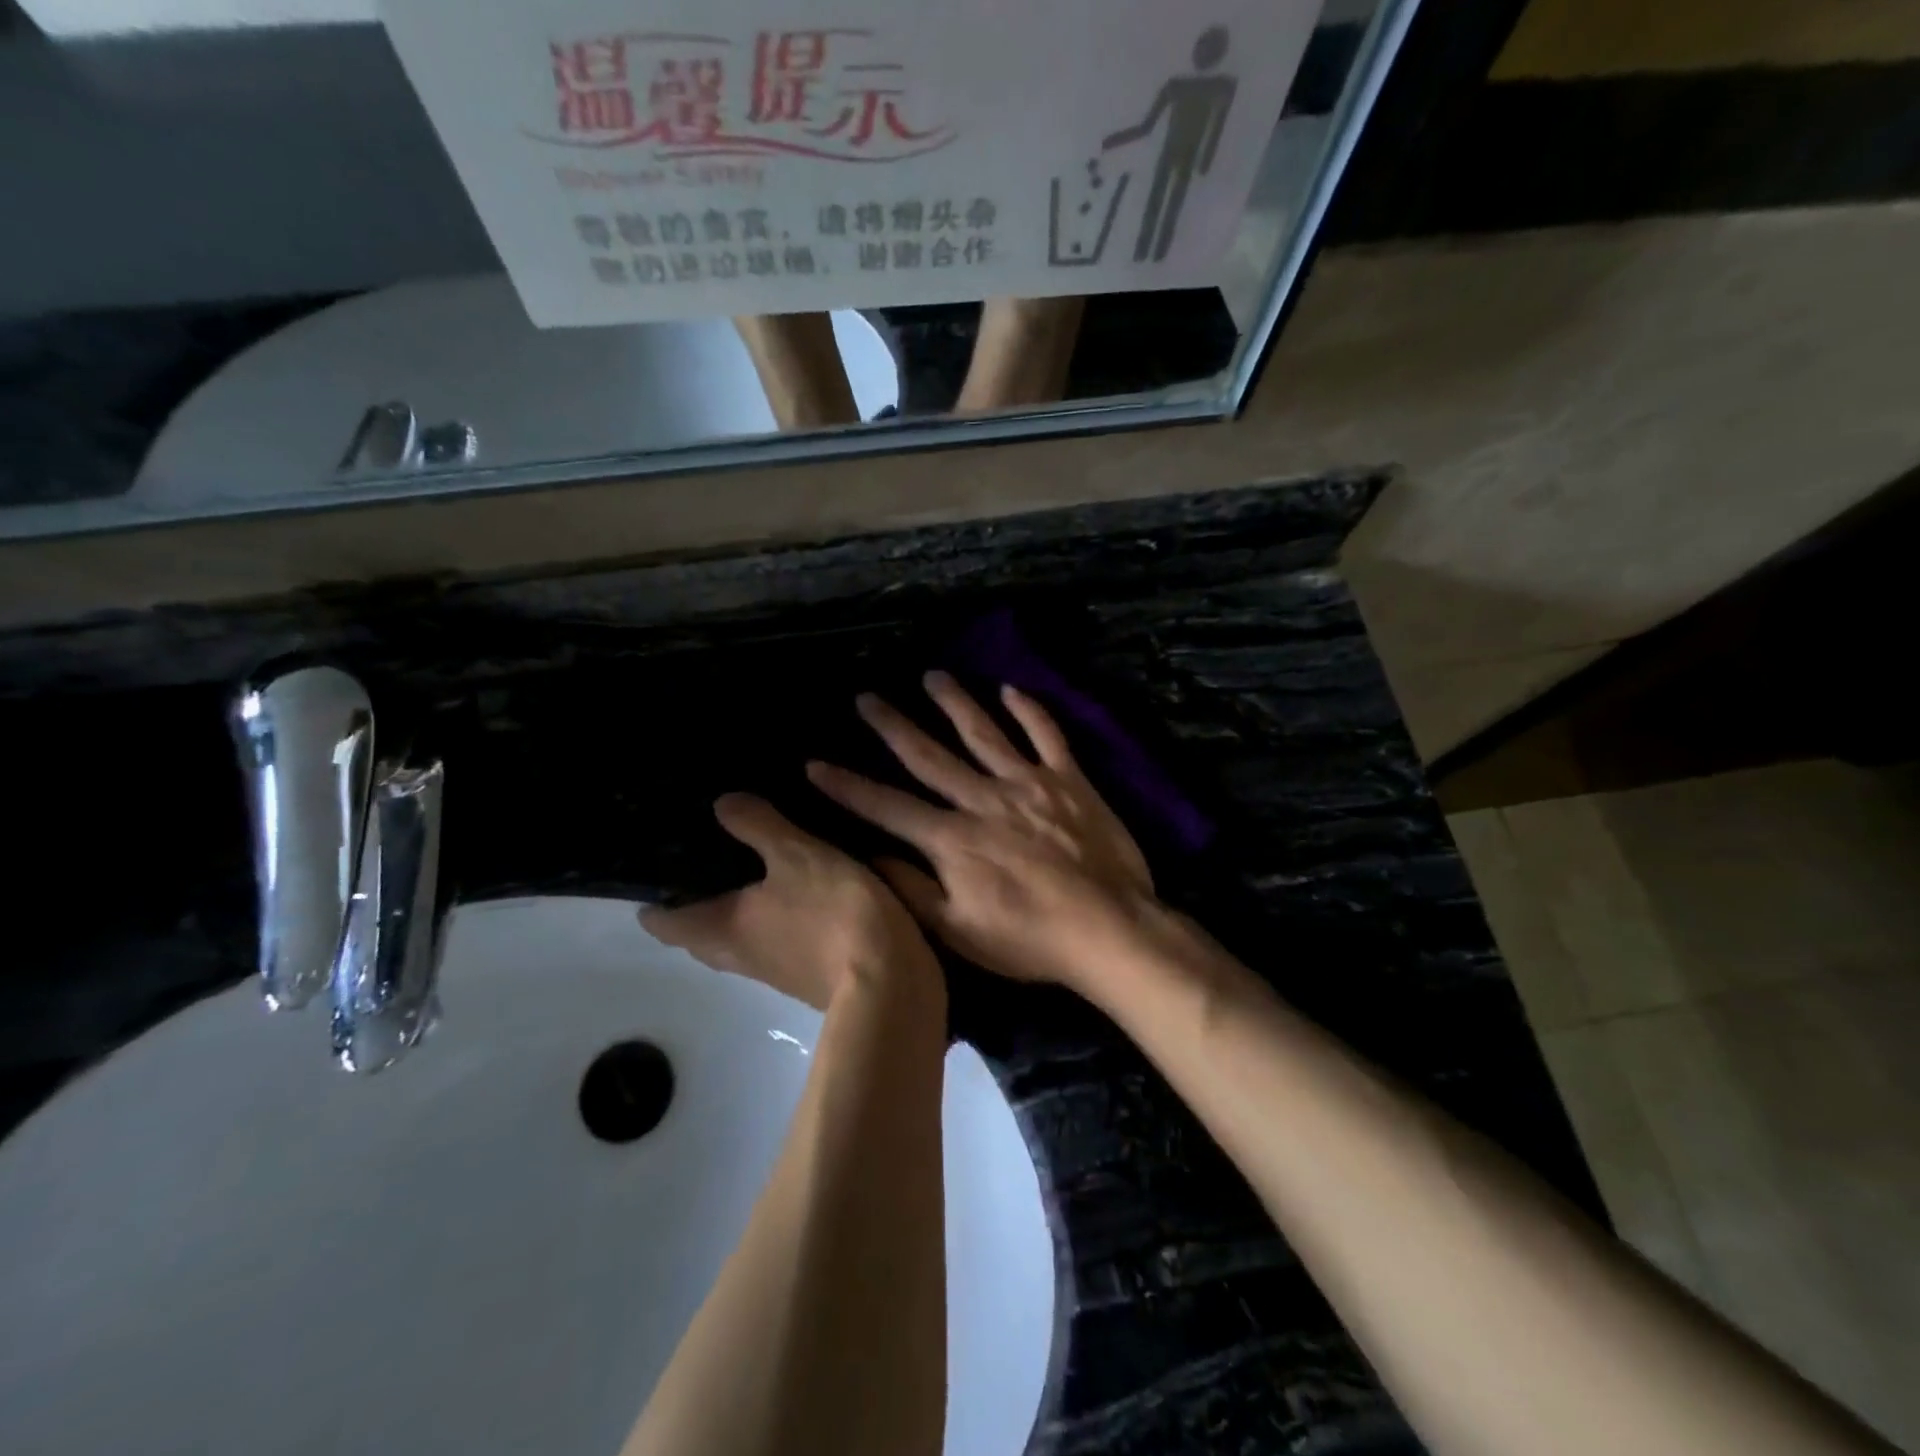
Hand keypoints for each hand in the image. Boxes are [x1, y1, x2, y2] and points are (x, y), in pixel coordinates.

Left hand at [640, 793, 942, 1011]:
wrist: (890, 980)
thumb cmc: (830, 913)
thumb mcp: (795, 854)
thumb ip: (757, 826)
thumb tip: (722, 804)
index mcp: (720, 931)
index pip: (662, 922)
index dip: (653, 897)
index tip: (659, 863)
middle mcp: (739, 957)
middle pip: (701, 932)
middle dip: (699, 900)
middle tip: (711, 853)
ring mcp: (776, 970)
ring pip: (741, 937)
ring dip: (741, 908)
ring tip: (756, 863)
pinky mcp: (811, 973)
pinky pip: (779, 940)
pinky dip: (778, 916)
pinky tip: (801, 886)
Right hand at [807, 672, 1157, 995]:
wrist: (1108, 928)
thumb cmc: (1029, 939)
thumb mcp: (958, 931)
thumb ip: (911, 890)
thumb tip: (870, 855)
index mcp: (952, 839)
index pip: (888, 807)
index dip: (849, 786)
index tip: (815, 764)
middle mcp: (983, 799)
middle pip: (930, 756)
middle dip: (893, 726)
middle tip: (867, 697)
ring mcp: (1028, 783)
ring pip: (984, 733)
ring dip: (955, 703)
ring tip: (932, 676)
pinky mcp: (1069, 780)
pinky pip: (1047, 736)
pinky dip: (1030, 711)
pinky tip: (1011, 689)